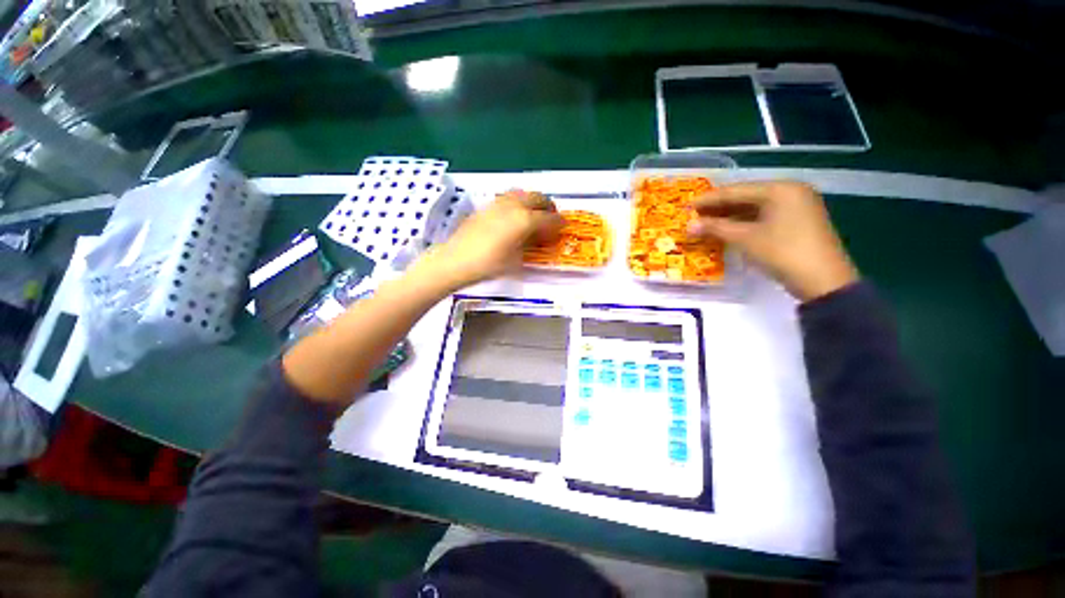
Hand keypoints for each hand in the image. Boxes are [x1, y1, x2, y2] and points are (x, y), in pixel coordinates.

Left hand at [416, 189, 563, 290]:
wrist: (456, 260)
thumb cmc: (490, 265)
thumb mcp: (517, 259)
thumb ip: (533, 244)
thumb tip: (541, 237)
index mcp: (525, 220)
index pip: (550, 218)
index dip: (559, 223)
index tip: (563, 227)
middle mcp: (515, 206)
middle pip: (538, 198)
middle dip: (549, 207)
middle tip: (552, 219)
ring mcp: (499, 203)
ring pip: (523, 193)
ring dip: (534, 201)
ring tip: (535, 214)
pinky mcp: (487, 205)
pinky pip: (509, 197)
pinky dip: (519, 202)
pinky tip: (515, 215)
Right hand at [688, 181, 857, 300]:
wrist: (823, 281)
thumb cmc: (782, 253)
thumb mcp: (745, 239)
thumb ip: (716, 228)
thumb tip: (688, 226)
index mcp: (780, 189)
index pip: (736, 191)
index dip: (709, 199)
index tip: (687, 206)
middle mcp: (790, 191)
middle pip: (746, 196)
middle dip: (719, 207)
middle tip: (695, 215)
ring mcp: (797, 206)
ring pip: (755, 207)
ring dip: (730, 216)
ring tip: (706, 223)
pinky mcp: (798, 221)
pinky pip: (765, 216)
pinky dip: (745, 222)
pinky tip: (728, 229)